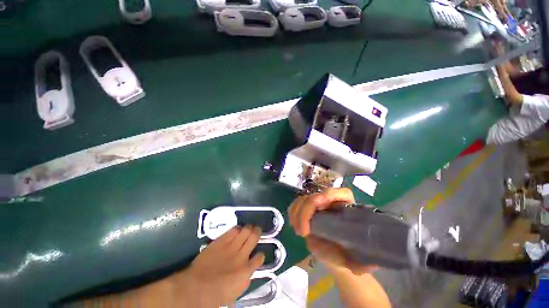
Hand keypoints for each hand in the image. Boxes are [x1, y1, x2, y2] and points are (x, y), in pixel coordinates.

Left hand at [175, 226, 264, 306]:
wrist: (195, 287)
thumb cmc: (215, 295)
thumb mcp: (235, 293)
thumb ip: (245, 280)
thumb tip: (249, 271)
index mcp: (246, 271)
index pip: (259, 258)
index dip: (260, 255)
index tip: (258, 255)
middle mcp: (241, 255)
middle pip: (254, 237)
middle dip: (258, 232)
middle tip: (257, 230)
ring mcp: (231, 246)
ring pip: (245, 230)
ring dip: (249, 228)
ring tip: (249, 228)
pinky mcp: (221, 241)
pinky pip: (233, 230)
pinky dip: (237, 229)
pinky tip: (237, 230)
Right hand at [288, 188, 377, 274]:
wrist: (337, 254)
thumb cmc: (349, 255)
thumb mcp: (359, 261)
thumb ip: (363, 263)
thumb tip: (364, 263)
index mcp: (349, 207)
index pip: (341, 193)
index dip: (328, 195)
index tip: (318, 204)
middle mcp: (332, 202)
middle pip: (316, 196)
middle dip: (306, 210)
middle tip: (302, 232)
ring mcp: (318, 204)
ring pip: (303, 199)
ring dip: (297, 212)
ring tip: (298, 231)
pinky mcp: (307, 208)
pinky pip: (296, 205)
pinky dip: (293, 212)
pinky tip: (293, 224)